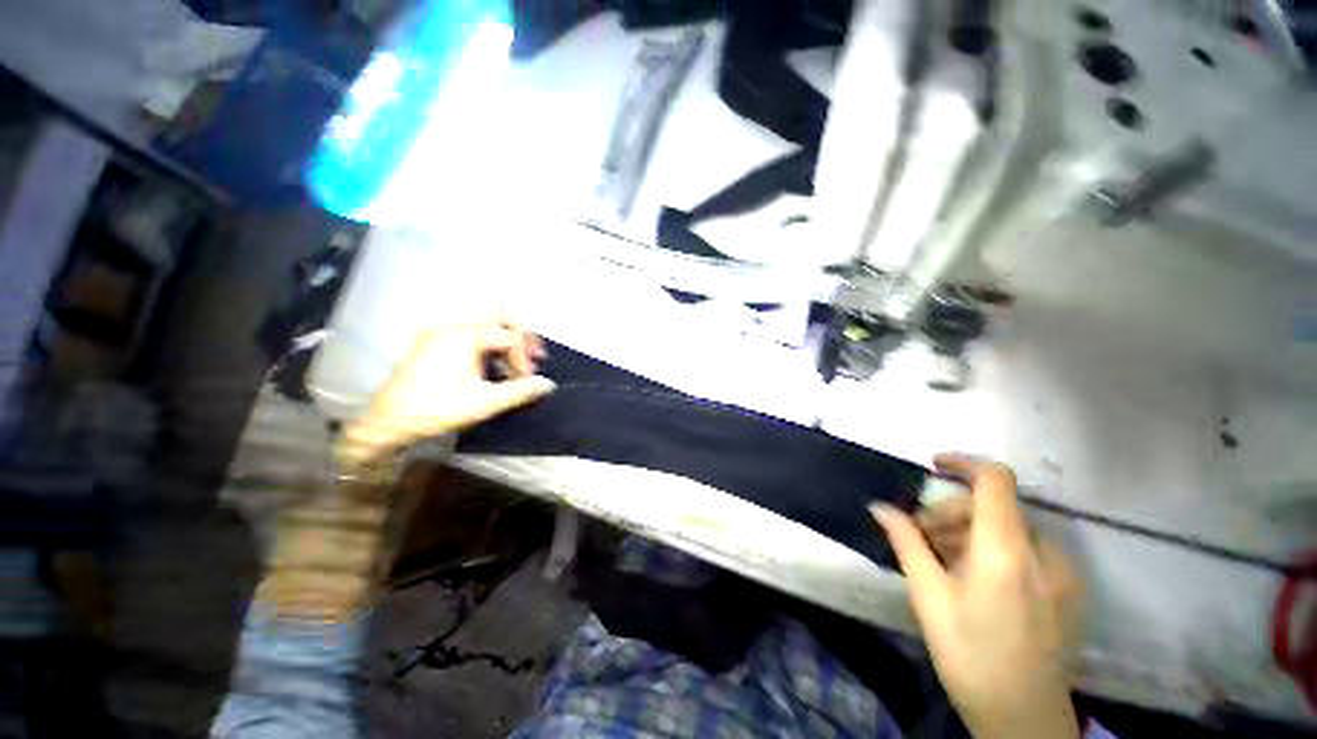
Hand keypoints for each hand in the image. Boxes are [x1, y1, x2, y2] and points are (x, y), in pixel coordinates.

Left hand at [336, 317, 555, 467]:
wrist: (386, 423)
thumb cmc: (437, 409)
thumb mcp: (485, 403)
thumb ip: (520, 391)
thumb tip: (548, 384)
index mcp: (465, 335)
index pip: (509, 336)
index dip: (524, 356)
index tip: (528, 379)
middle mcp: (451, 325)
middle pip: (498, 316)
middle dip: (520, 335)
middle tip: (532, 357)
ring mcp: (438, 332)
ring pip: (483, 323)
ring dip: (504, 339)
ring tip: (512, 363)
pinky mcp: (429, 342)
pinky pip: (467, 332)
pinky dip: (485, 344)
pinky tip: (488, 366)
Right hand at [872, 454, 1082, 738]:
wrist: (1024, 720)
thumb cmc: (970, 656)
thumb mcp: (928, 598)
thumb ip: (906, 542)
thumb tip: (879, 507)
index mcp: (1005, 551)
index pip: (995, 480)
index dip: (963, 462)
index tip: (932, 466)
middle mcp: (1041, 553)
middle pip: (993, 505)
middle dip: (951, 511)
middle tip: (921, 537)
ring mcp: (1060, 572)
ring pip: (1008, 527)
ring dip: (969, 531)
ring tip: (941, 561)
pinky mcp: (1066, 588)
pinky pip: (1025, 549)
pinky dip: (993, 548)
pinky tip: (973, 578)